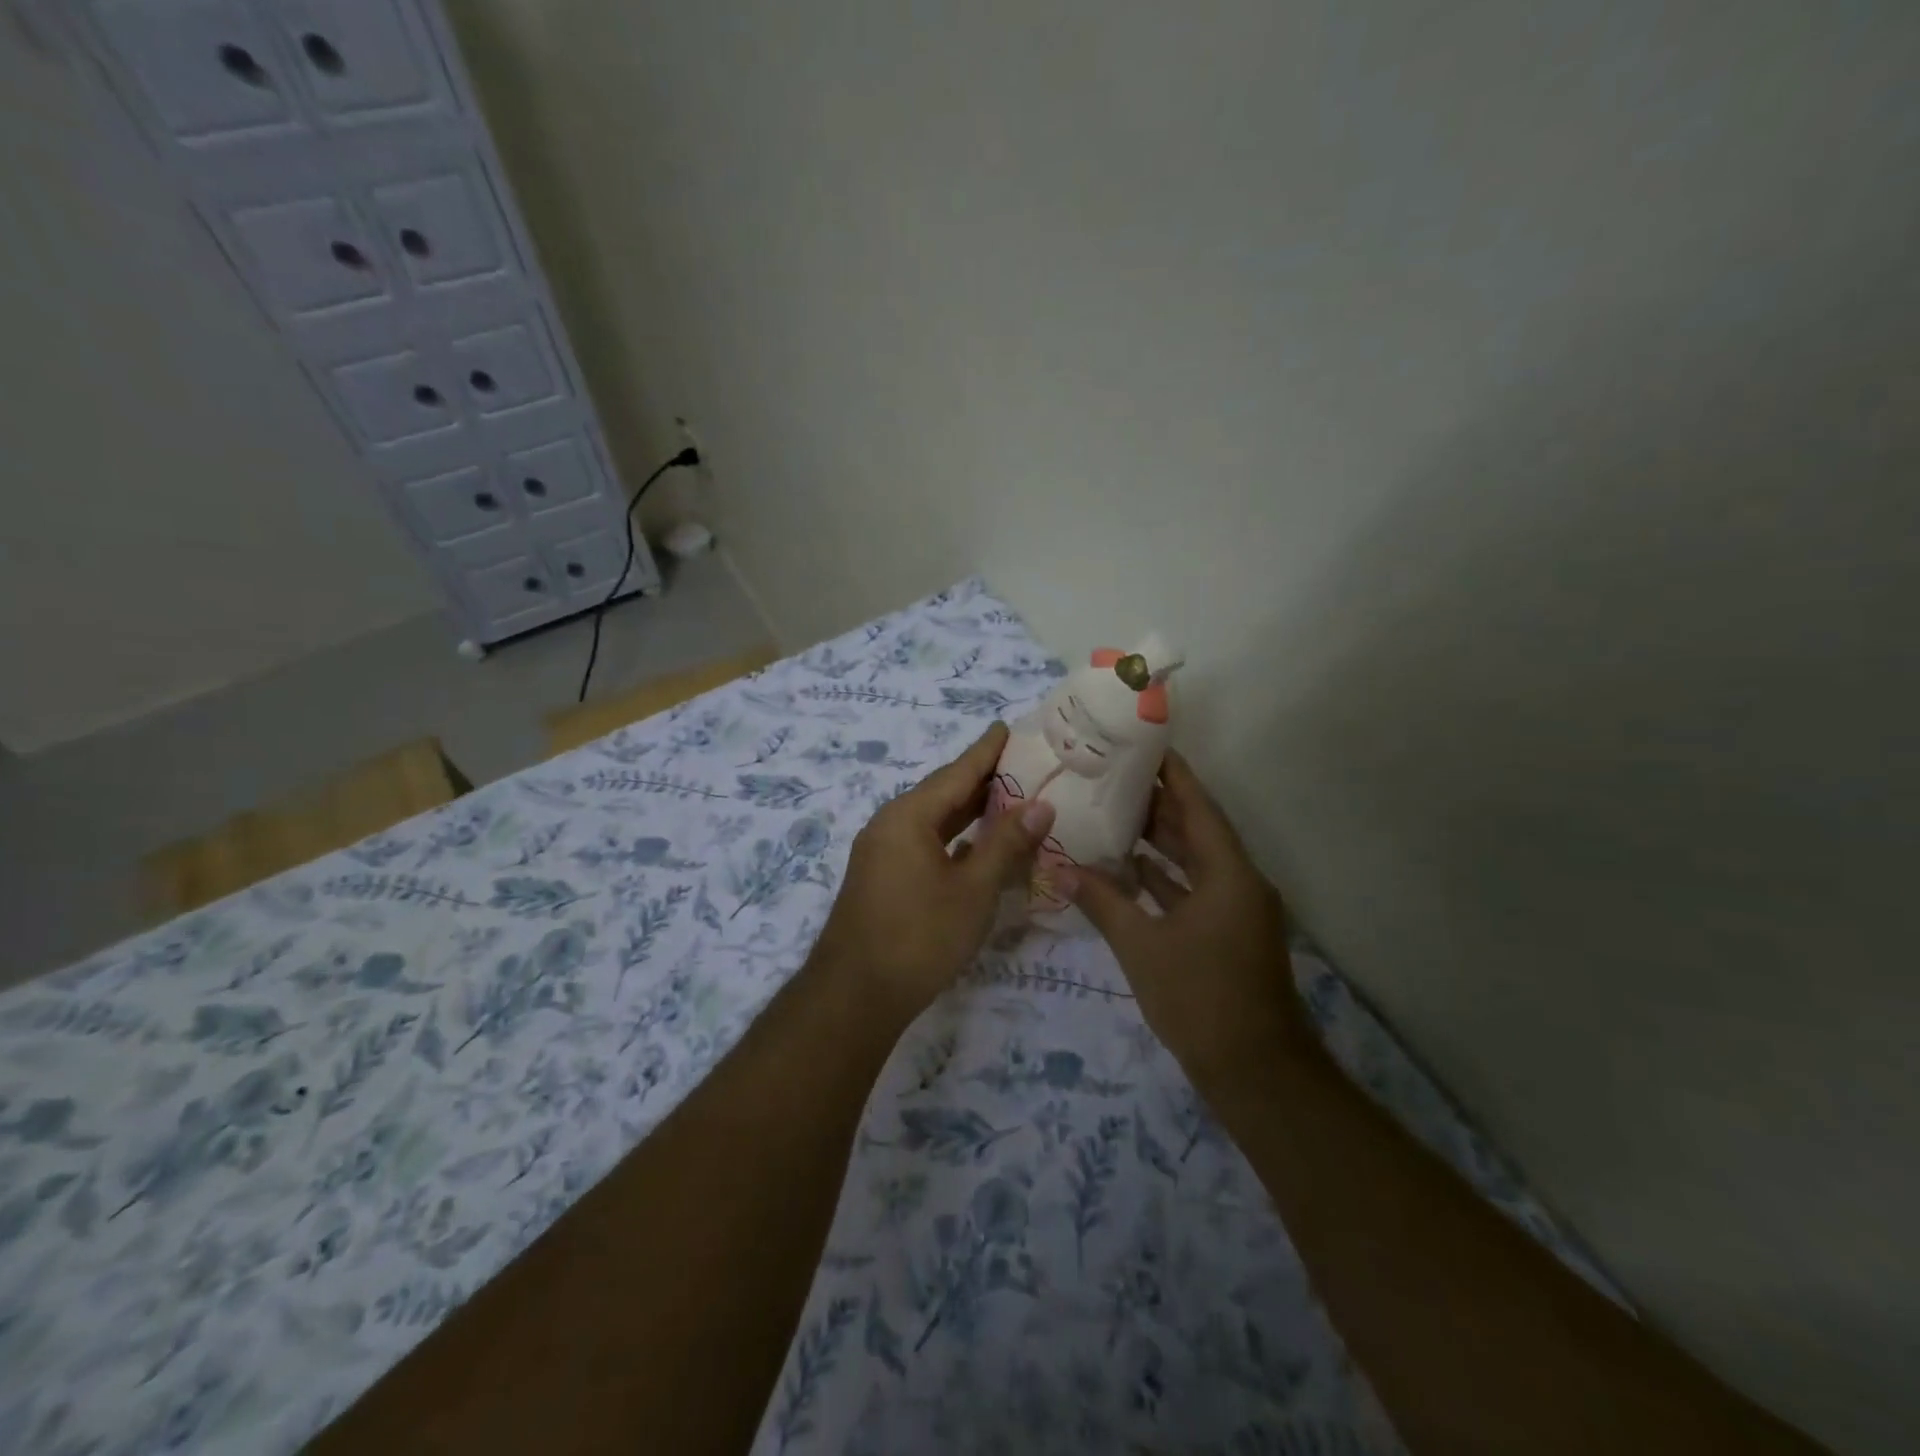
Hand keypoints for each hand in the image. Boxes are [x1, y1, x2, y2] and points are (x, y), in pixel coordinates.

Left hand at [811, 722, 1053, 1022]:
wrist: (854, 996)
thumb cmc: (919, 937)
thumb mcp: (973, 890)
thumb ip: (1006, 844)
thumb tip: (1040, 805)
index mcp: (909, 816)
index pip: (956, 772)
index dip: (986, 750)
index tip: (1007, 726)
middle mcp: (890, 824)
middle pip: (943, 793)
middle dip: (981, 779)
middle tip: (1021, 762)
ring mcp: (882, 852)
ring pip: (933, 820)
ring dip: (969, 811)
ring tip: (1008, 798)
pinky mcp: (882, 878)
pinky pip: (923, 843)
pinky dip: (953, 838)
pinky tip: (977, 846)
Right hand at [1059, 750, 1311, 1083]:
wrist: (1255, 1072)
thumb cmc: (1199, 998)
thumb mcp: (1142, 946)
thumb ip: (1102, 902)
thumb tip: (1059, 869)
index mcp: (1228, 874)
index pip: (1199, 806)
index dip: (1173, 774)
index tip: (1145, 745)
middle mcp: (1239, 882)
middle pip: (1198, 829)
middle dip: (1159, 803)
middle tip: (1114, 776)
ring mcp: (1236, 910)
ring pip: (1196, 861)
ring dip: (1161, 841)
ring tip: (1114, 813)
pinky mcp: (1229, 934)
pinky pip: (1195, 890)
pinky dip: (1165, 878)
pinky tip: (1130, 869)